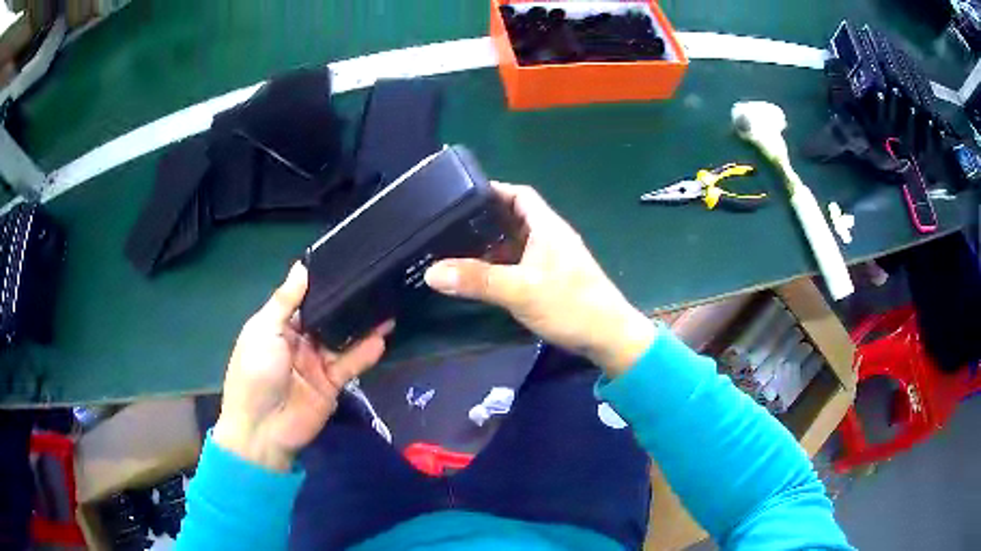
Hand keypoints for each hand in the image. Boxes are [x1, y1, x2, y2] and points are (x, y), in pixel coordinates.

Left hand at [213, 263, 392, 470]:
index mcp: (279, 326)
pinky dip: (365, 352)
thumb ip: (285, 301)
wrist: (262, 428)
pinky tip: (381, 338)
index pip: (305, 300)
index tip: (345, 263)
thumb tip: (302, 267)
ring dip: (362, 326)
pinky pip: (350, 364)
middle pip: (327, 318)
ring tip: (387, 306)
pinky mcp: (332, 384)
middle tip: (374, 280)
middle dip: (347, 303)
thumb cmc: (255, 372)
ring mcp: (317, 363)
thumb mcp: (263, 330)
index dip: (322, 284)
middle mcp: (300, 341)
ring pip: (343, 339)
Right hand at [424, 182, 655, 375]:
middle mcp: (550, 237)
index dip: (494, 191)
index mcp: (547, 227)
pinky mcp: (552, 280)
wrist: (608, 337)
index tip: (462, 197)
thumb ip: (478, 280)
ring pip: (517, 243)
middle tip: (451, 226)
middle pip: (515, 218)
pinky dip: (502, 266)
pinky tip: (482, 277)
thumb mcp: (520, 290)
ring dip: (492, 246)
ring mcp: (552, 260)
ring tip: (457, 250)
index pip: (520, 195)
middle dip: (485, 221)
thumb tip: (432, 272)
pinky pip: (521, 264)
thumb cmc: (570, 305)